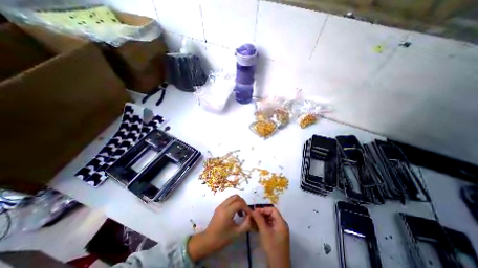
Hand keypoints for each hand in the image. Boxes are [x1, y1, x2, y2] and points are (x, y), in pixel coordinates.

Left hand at [189, 195, 250, 260]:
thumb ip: (246, 224)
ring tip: (241, 213)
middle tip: (246, 211)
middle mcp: (223, 206)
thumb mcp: (236, 233)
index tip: (250, 214)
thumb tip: (250, 216)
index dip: (246, 208)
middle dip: (243, 202)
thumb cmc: (222, 238)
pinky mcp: (219, 207)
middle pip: (236, 197)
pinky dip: (234, 204)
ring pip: (232, 197)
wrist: (208, 241)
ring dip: (239, 202)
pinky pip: (229, 201)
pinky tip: (236, 213)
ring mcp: (220, 205)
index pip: (239, 203)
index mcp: (227, 212)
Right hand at [252, 206, 289, 266]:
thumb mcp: (264, 232)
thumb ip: (259, 219)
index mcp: (281, 223)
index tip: (255, 211)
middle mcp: (281, 225)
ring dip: (261, 220)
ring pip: (269, 220)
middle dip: (261, 214)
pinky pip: (269, 226)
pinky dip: (262, 225)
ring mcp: (279, 231)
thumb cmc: (272, 247)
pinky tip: (255, 227)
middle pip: (271, 215)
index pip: (273, 210)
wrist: (278, 267)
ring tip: (252, 221)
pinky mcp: (275, 236)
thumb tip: (253, 210)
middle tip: (252, 216)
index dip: (264, 209)